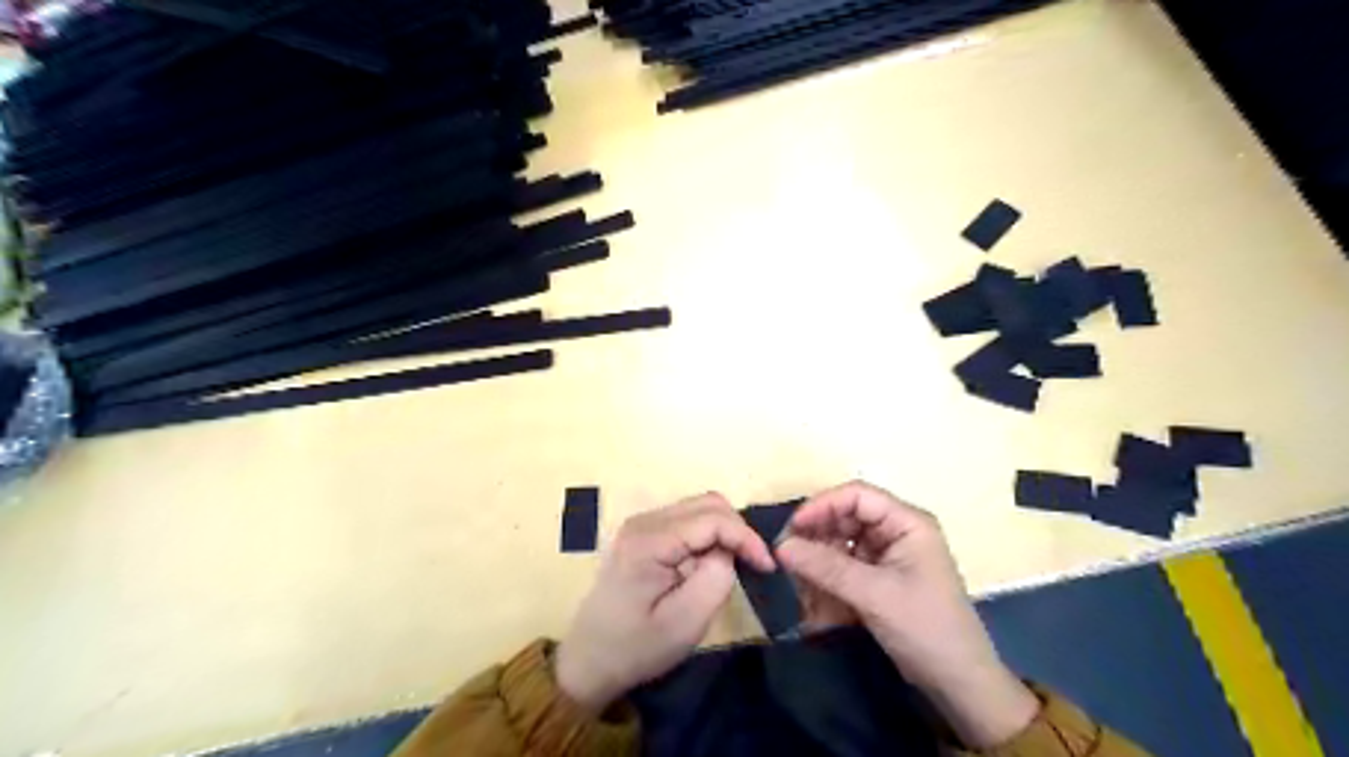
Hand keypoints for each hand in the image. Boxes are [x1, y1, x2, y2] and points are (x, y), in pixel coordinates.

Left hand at [554, 493, 775, 711]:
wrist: (589, 659)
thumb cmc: (637, 647)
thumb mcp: (686, 623)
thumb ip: (716, 577)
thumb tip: (728, 550)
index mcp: (649, 540)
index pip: (712, 519)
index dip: (746, 537)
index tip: (767, 567)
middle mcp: (644, 521)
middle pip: (707, 504)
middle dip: (738, 529)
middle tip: (755, 563)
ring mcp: (642, 524)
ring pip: (699, 507)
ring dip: (725, 530)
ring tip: (738, 562)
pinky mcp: (644, 533)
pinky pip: (687, 520)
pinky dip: (710, 533)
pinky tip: (714, 560)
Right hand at [775, 482, 1034, 746]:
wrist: (959, 683)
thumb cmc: (924, 627)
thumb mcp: (874, 594)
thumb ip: (826, 567)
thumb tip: (780, 546)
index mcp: (907, 522)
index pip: (857, 495)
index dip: (822, 505)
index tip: (792, 528)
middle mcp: (896, 531)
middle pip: (846, 516)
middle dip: (816, 533)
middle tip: (785, 554)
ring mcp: (888, 554)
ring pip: (842, 541)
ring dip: (818, 556)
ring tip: (795, 576)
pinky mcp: (880, 577)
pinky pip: (845, 564)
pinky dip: (827, 574)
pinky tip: (810, 591)